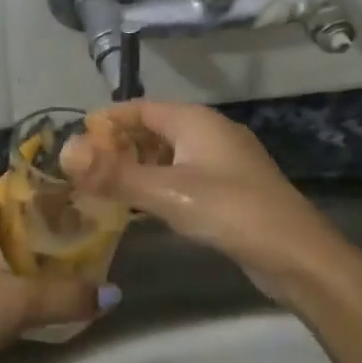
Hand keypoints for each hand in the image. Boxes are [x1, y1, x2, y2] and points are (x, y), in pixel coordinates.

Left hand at [0, 185, 100, 362]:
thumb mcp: (20, 303)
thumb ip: (68, 295)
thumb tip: (114, 294)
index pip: (10, 184)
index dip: (45, 187)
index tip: (80, 197)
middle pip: (4, 212)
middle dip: (41, 220)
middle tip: (81, 230)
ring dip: (25, 248)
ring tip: (66, 257)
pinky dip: (8, 268)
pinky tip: (33, 286)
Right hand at [61, 100, 354, 304]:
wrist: (297, 255)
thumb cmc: (230, 212)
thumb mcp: (167, 193)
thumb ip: (115, 174)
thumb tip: (64, 151)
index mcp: (195, 120)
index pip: (139, 107)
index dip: (106, 122)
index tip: (75, 143)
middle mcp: (209, 132)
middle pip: (154, 128)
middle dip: (119, 145)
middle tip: (84, 171)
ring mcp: (223, 160)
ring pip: (169, 153)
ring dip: (138, 166)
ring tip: (104, 188)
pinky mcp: (229, 187)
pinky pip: (183, 174)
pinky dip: (158, 183)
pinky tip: (142, 206)